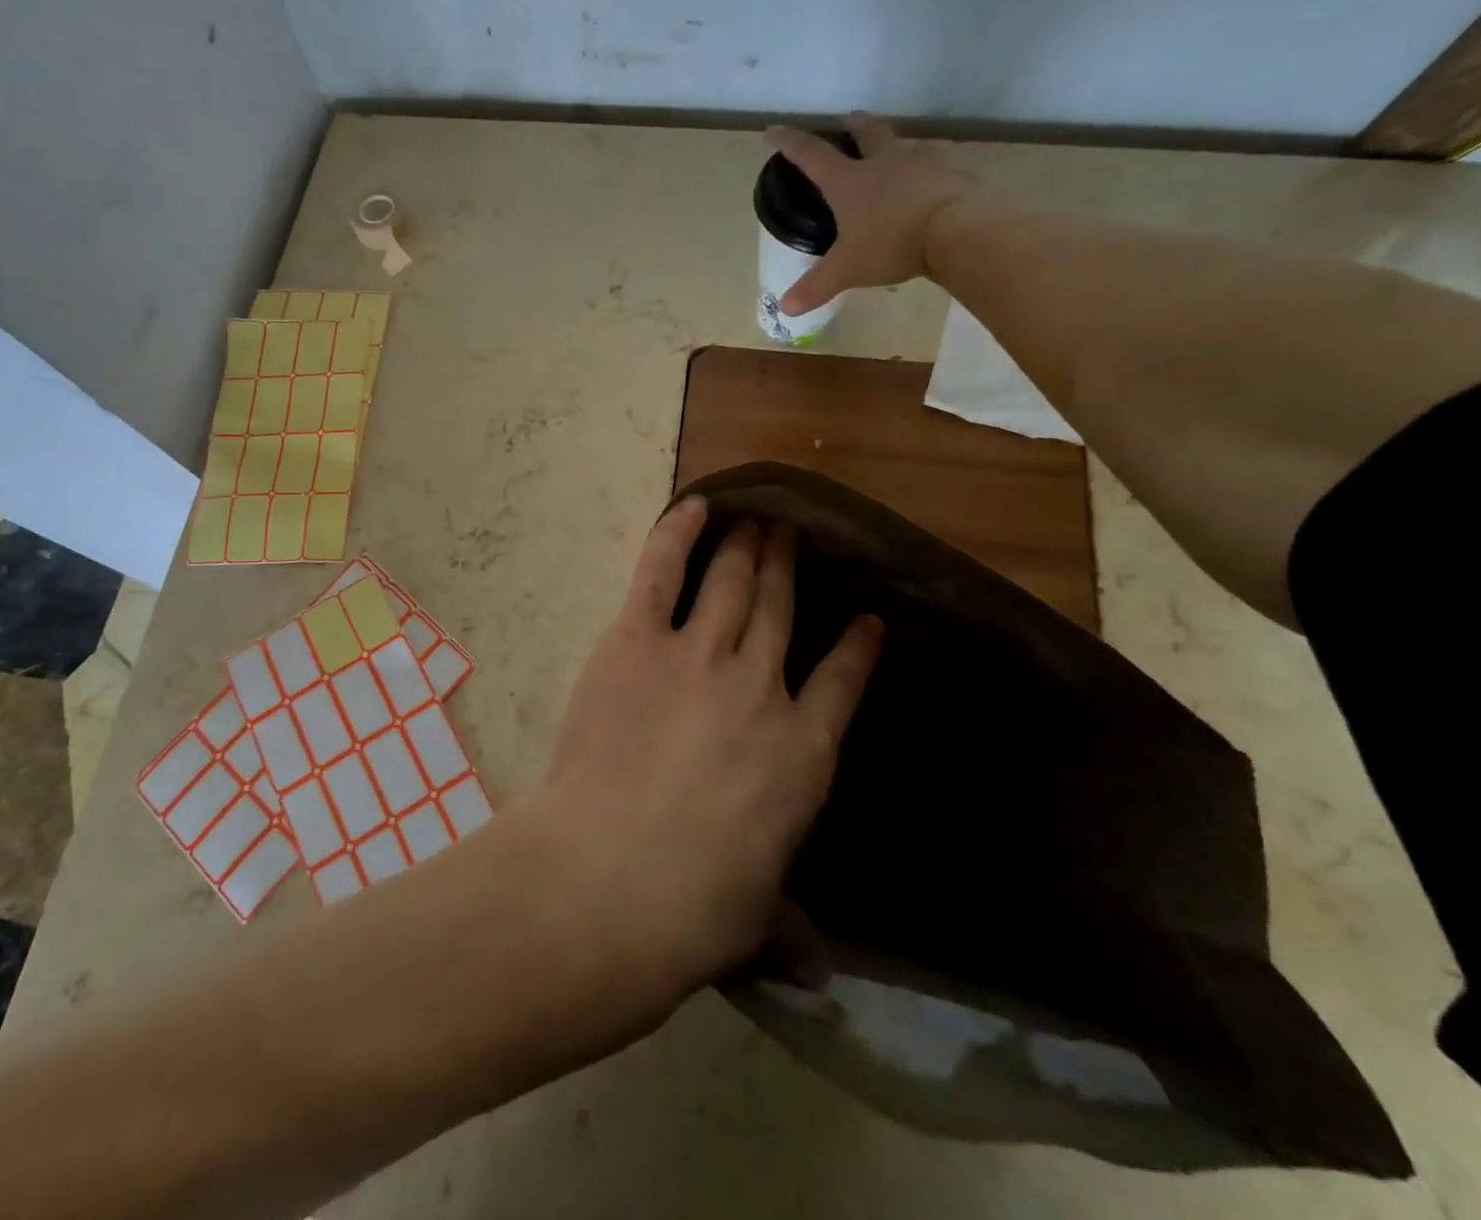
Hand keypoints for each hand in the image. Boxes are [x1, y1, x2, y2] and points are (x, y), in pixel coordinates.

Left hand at [533, 498, 882, 1002]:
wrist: (613, 877)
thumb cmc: (696, 909)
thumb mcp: (756, 921)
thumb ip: (787, 929)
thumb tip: (817, 976)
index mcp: (803, 751)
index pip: (843, 681)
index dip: (856, 646)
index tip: (866, 619)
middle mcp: (760, 686)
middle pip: (781, 609)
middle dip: (789, 567)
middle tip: (793, 533)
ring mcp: (697, 654)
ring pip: (732, 581)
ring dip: (746, 543)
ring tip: (757, 517)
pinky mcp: (636, 640)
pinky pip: (661, 571)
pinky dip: (677, 533)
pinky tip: (693, 505)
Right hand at [765, 113, 978, 314]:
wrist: (959, 230)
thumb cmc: (891, 244)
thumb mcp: (847, 270)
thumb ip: (816, 287)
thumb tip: (786, 308)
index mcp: (849, 181)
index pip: (812, 155)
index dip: (789, 143)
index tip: (773, 131)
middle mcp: (884, 162)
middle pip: (867, 133)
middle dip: (854, 125)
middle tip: (849, 119)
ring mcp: (923, 163)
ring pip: (906, 144)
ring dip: (896, 146)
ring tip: (894, 155)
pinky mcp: (954, 173)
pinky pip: (939, 166)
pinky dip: (930, 171)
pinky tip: (932, 183)